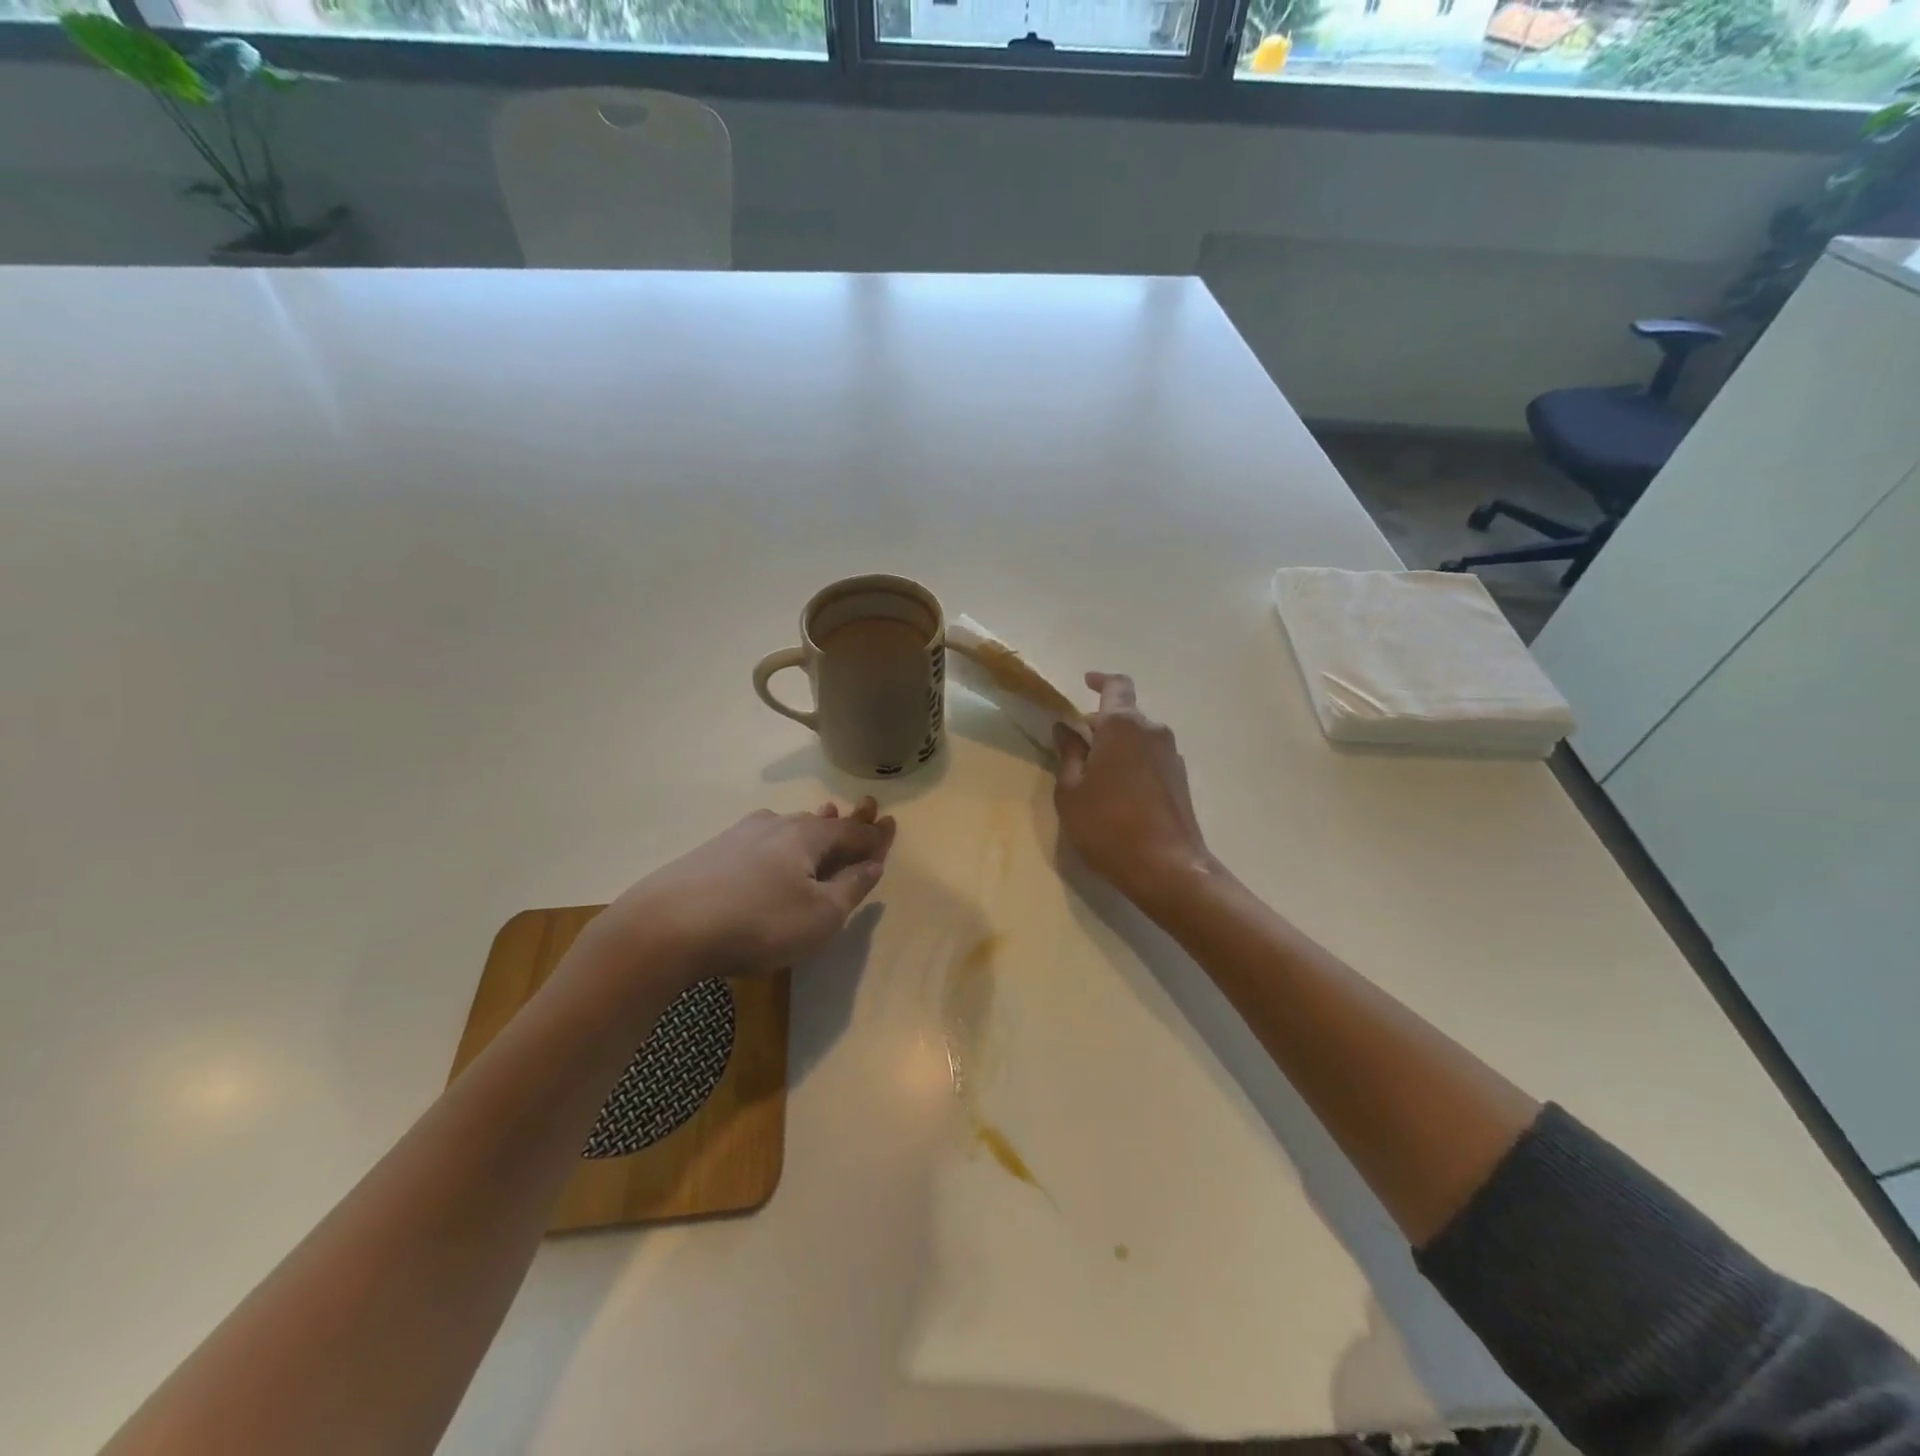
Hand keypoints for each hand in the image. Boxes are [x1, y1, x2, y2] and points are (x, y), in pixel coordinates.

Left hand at [585, 797, 896, 989]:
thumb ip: (851, 888)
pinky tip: (771, 845)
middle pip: (820, 822)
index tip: (891, 824)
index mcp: (808, 837)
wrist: (666, 928)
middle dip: (845, 820)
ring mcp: (739, 836)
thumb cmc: (759, 923)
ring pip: (787, 826)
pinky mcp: (711, 853)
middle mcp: (776, 826)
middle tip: (865, 808)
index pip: (852, 832)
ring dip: (811, 825)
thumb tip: (874, 863)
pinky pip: (761, 839)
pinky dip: (780, 840)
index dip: (875, 834)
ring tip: (824, 816)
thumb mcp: (820, 916)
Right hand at [1053, 673, 1216, 913]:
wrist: (1168, 868)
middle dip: (1099, 724)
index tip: (1085, 683)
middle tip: (1074, 748)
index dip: (1100, 680)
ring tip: (1094, 777)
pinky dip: (1131, 764)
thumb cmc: (1108, 825)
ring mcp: (1171, 755)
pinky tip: (1118, 794)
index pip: (1116, 685)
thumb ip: (1068, 754)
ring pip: (1137, 738)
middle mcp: (1153, 731)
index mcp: (1123, 725)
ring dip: (1116, 747)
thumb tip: (1066, 729)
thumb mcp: (1071, 791)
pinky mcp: (1180, 779)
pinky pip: (1149, 758)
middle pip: (1124, 714)